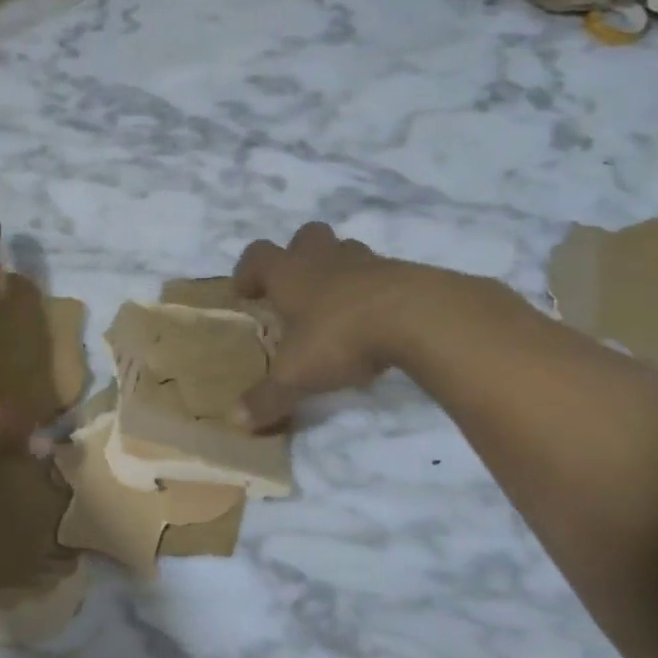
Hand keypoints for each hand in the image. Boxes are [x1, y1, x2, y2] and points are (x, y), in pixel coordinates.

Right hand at [231, 223, 432, 429]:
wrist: (420, 318)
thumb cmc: (342, 337)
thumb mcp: (296, 376)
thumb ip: (266, 398)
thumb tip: (236, 420)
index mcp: (290, 275)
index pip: (258, 255)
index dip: (248, 271)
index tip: (246, 293)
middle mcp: (325, 260)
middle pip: (305, 236)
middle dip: (297, 256)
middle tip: (296, 289)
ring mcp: (369, 262)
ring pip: (347, 251)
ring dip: (338, 271)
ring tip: (338, 307)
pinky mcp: (407, 274)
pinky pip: (383, 275)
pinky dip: (375, 292)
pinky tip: (378, 323)